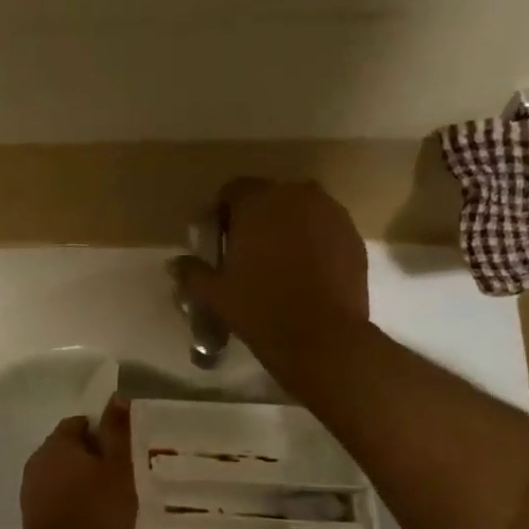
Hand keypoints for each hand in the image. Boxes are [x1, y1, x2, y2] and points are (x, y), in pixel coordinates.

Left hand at [20, 397, 137, 528]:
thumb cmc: (96, 509)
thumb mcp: (117, 468)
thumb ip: (117, 432)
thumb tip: (116, 397)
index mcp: (58, 442)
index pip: (80, 423)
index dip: (102, 434)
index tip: (120, 453)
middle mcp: (38, 458)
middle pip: (68, 448)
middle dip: (91, 458)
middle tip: (117, 476)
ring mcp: (30, 487)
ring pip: (60, 473)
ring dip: (79, 480)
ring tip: (105, 499)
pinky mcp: (30, 512)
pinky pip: (54, 496)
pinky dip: (70, 500)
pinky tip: (88, 517)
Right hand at [172, 179, 369, 384]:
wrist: (322, 337)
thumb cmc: (260, 310)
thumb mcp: (216, 294)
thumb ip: (193, 272)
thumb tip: (175, 263)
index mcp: (258, 201)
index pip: (232, 191)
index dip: (221, 213)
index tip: (217, 240)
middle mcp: (297, 195)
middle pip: (269, 197)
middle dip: (255, 218)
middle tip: (246, 252)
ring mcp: (331, 213)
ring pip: (300, 211)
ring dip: (286, 227)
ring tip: (277, 262)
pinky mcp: (352, 236)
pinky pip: (324, 229)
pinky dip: (312, 241)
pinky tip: (304, 272)